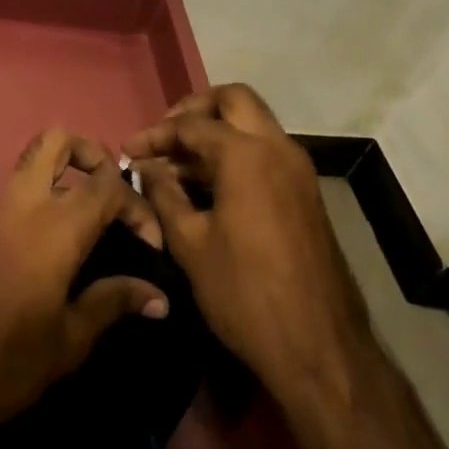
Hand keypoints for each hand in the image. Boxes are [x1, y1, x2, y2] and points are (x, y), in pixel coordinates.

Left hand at [0, 127, 167, 438]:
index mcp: (57, 225)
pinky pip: (22, 187)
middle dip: (92, 154)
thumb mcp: (68, 341)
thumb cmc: (4, 358)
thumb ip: (113, 304)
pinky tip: (63, 238)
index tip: (150, 245)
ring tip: (94, 216)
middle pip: (59, 140)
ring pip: (35, 159)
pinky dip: (48, 193)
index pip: (108, 184)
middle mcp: (27, 202)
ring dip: (68, 170)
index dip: (137, 206)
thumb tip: (158, 296)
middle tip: (113, 196)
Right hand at [126, 85, 370, 410]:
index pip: (191, 125)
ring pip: (253, 123)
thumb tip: (146, 167)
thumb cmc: (246, 294)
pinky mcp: (305, 192)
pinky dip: (236, 152)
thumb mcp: (190, 245)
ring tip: (178, 163)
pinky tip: (208, 184)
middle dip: (195, 110)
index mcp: (246, 154)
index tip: (128, 150)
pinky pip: (266, 151)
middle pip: (233, 100)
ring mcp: (297, 169)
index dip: (155, 135)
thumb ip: (164, 195)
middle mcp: (277, 148)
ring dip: (217, 131)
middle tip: (165, 136)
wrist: (321, 348)